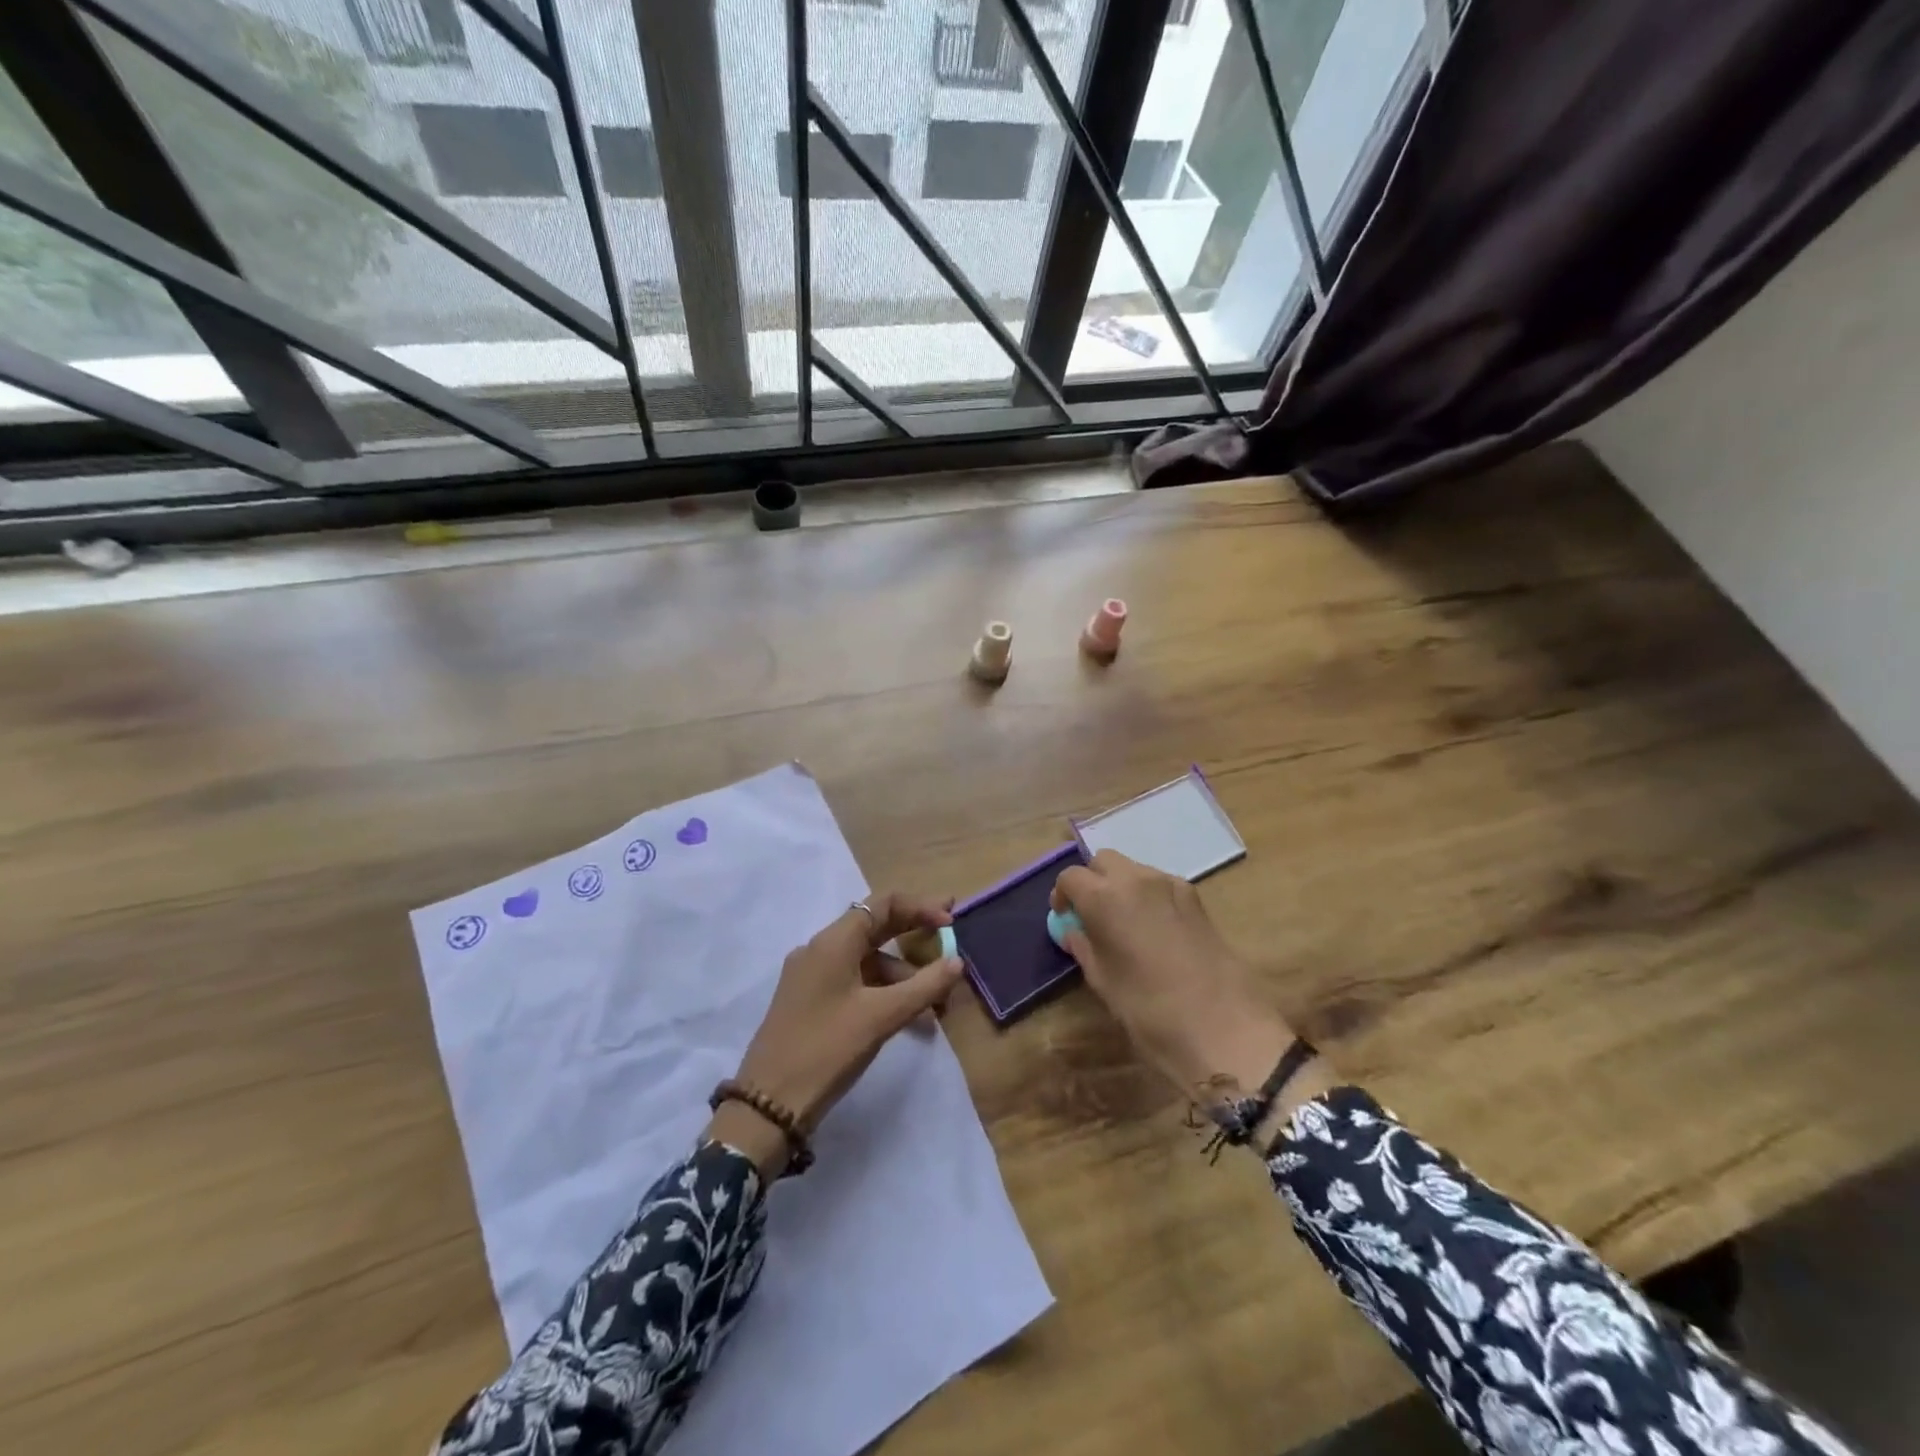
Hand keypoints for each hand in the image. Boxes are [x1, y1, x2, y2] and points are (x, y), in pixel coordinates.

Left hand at [709, 892, 963, 1178]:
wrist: (768, 1105)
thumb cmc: (827, 1050)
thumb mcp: (881, 1017)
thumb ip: (924, 986)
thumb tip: (958, 961)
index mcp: (833, 942)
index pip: (882, 904)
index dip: (920, 907)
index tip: (951, 920)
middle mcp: (820, 949)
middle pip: (874, 927)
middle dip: (914, 933)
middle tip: (950, 937)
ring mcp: (812, 976)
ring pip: (866, 960)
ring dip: (902, 973)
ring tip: (934, 1003)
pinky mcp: (810, 1000)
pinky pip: (854, 981)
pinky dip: (883, 991)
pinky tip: (907, 1017)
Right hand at [1052, 851, 1312, 1106]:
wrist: (1224, 1028)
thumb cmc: (1150, 1009)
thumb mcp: (1104, 982)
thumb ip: (1084, 947)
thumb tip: (1074, 931)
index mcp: (1105, 897)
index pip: (1071, 877)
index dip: (1063, 895)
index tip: (1065, 918)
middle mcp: (1137, 879)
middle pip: (1104, 861)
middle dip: (1093, 881)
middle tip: (1091, 915)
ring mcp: (1171, 885)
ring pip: (1135, 870)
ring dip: (1121, 886)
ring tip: (1124, 924)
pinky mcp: (1197, 899)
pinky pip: (1161, 885)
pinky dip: (1148, 896)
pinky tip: (1153, 931)